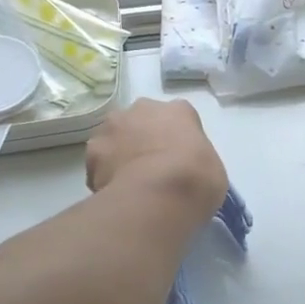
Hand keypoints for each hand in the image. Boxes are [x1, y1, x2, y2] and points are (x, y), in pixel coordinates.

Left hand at [85, 99, 228, 218]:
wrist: (159, 194)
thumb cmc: (197, 178)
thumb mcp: (212, 168)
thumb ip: (194, 160)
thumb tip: (183, 171)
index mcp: (178, 110)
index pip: (178, 118)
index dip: (177, 139)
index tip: (179, 160)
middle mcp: (143, 109)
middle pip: (142, 121)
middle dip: (143, 138)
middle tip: (152, 168)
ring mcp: (113, 127)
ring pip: (115, 137)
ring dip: (120, 152)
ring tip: (129, 182)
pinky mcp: (92, 151)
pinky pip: (99, 162)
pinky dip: (103, 174)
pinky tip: (114, 193)